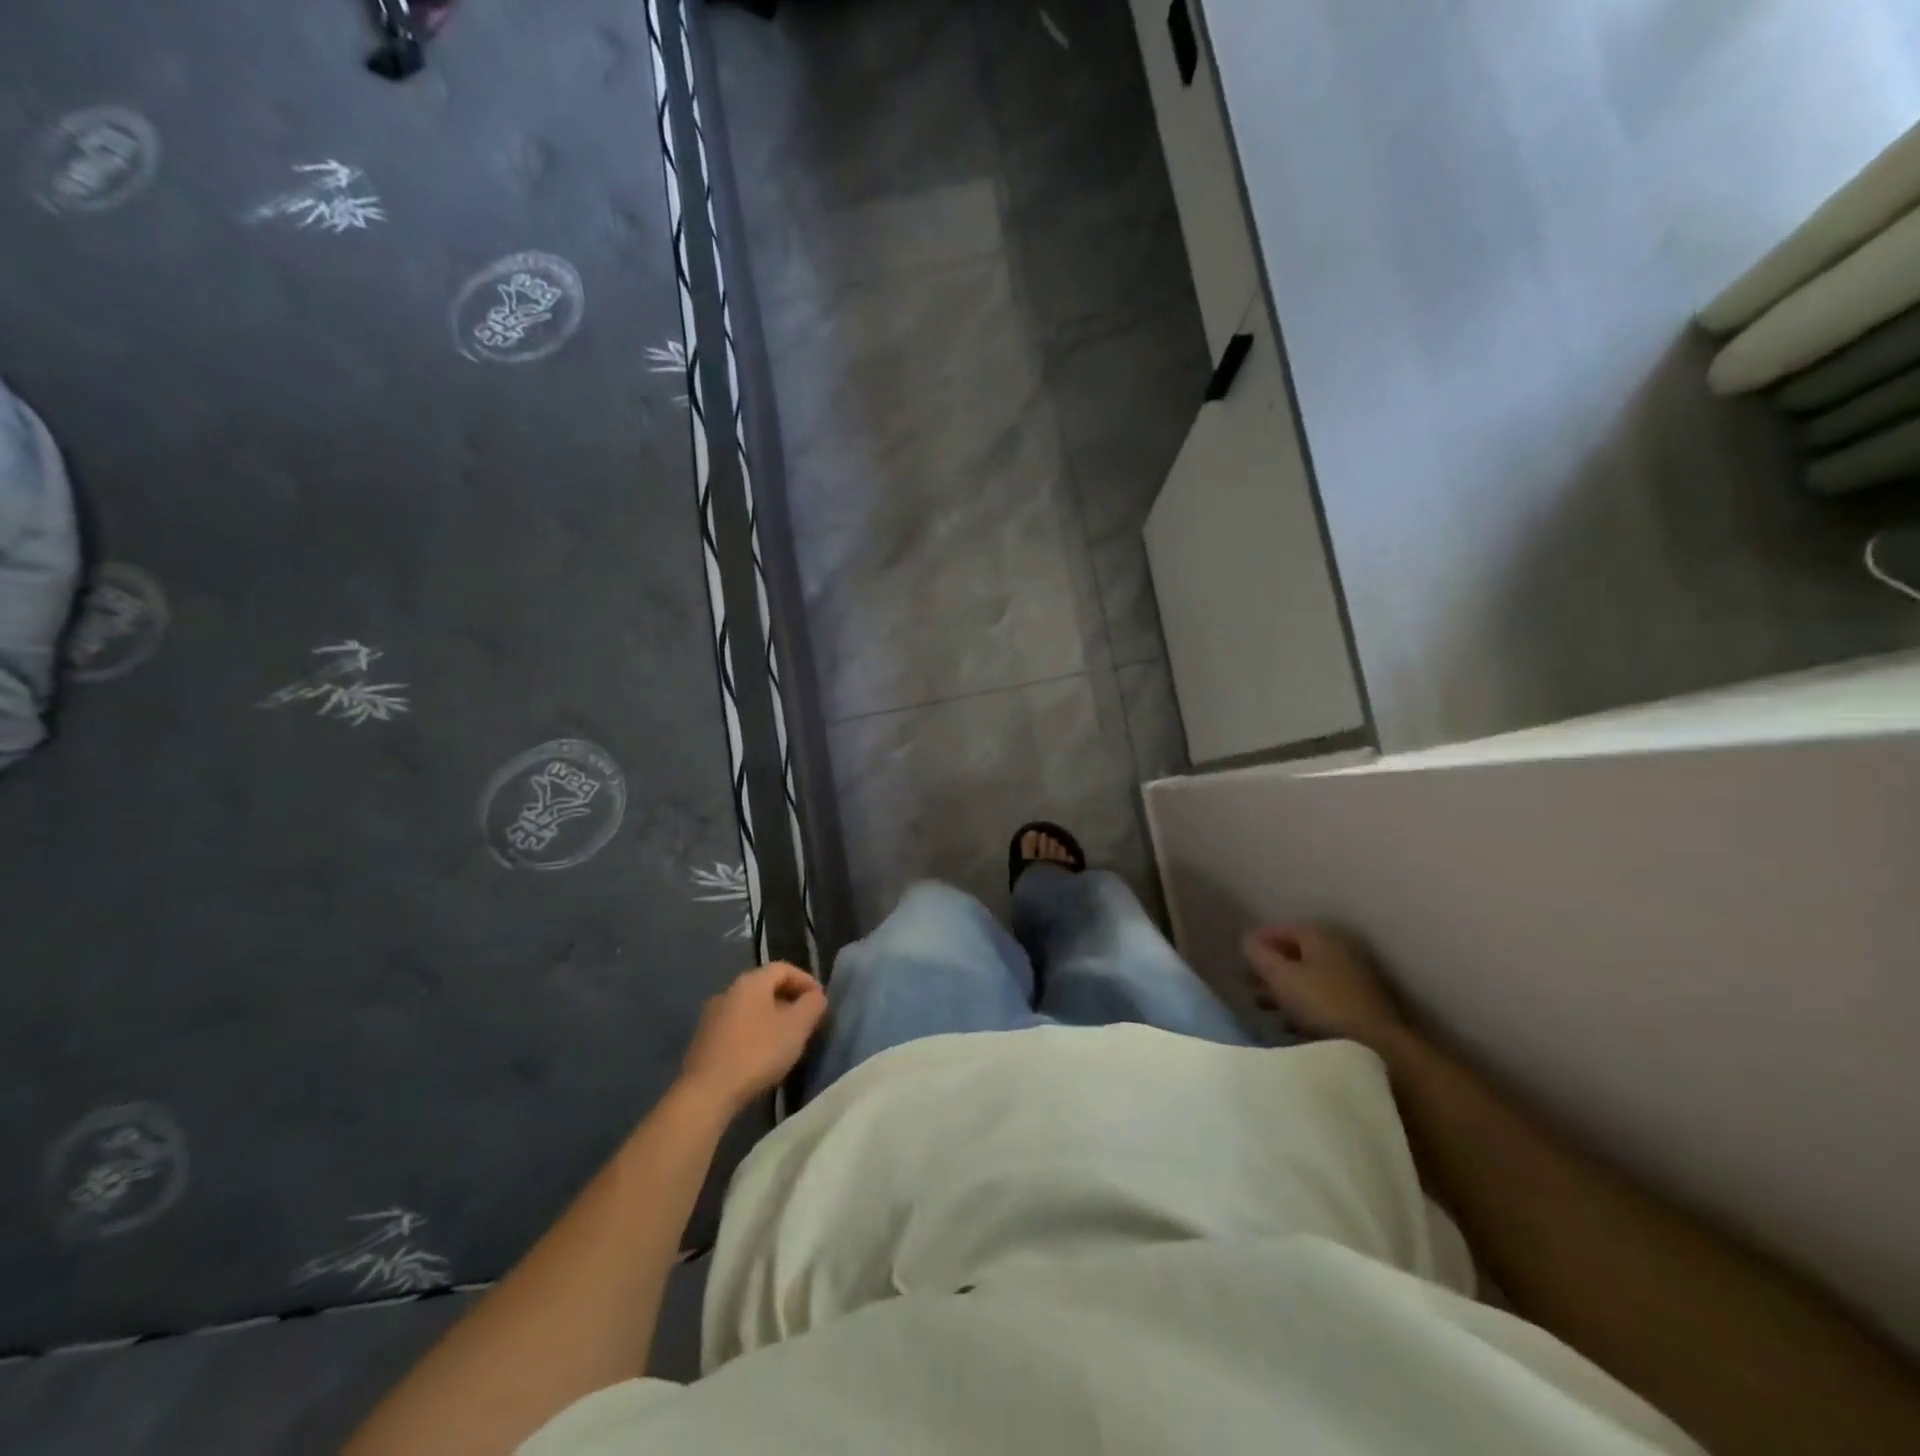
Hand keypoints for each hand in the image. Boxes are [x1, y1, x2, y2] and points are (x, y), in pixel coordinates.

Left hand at [678, 962, 827, 1113]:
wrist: (706, 1093)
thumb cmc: (757, 1053)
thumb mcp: (796, 1027)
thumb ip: (812, 1005)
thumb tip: (816, 996)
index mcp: (750, 982)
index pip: (783, 968)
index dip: (806, 981)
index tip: (820, 1001)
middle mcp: (728, 991)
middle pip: (765, 987)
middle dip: (789, 1000)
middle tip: (806, 1021)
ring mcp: (711, 1016)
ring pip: (750, 1008)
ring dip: (771, 1018)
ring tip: (785, 1040)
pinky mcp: (702, 1041)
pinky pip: (736, 1027)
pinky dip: (753, 1033)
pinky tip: (760, 1055)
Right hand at [1242, 923, 1404, 1047]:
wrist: (1378, 1045)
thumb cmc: (1322, 1003)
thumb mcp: (1280, 976)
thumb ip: (1259, 955)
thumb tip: (1246, 941)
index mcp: (1319, 935)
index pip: (1279, 929)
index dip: (1257, 943)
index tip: (1239, 960)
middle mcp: (1338, 948)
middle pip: (1294, 953)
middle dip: (1269, 968)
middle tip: (1249, 985)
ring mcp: (1352, 975)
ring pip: (1307, 976)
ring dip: (1284, 988)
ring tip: (1264, 1007)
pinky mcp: (1359, 1002)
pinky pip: (1321, 996)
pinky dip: (1302, 1004)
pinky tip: (1289, 1023)